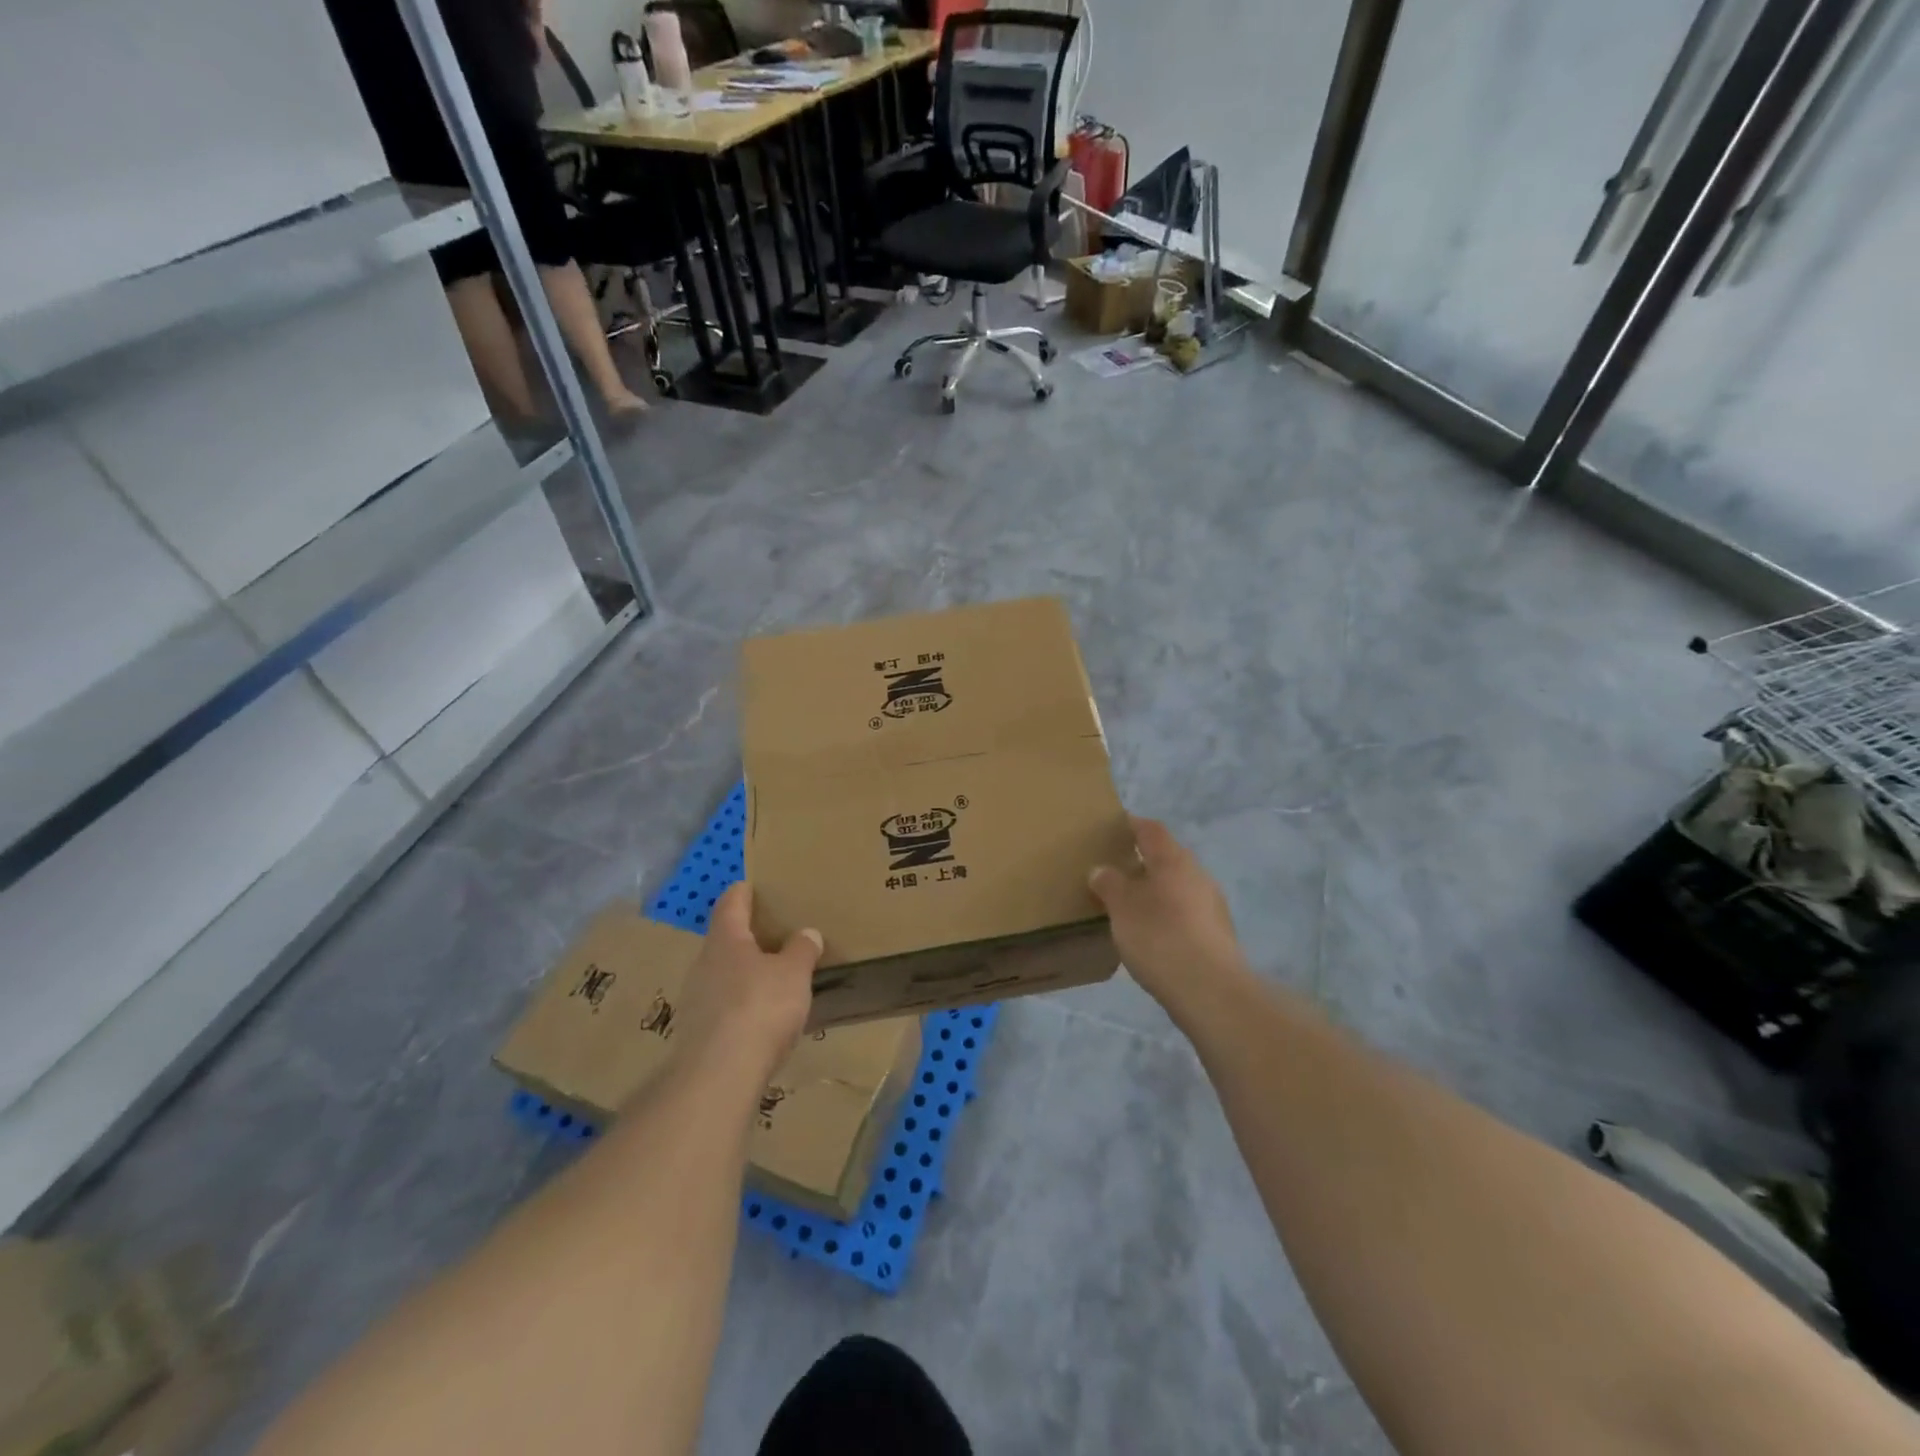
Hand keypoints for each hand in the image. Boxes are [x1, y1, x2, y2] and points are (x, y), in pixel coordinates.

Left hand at [674, 884, 821, 1082]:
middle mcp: (703, 963)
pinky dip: (741, 1005)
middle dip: (750, 937)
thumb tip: (807, 933)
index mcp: (726, 939)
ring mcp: (695, 999)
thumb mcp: (794, 973)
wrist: (718, 1076)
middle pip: (726, 939)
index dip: (745, 891)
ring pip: (723, 974)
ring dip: (746, 973)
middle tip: (778, 936)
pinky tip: (762, 1018)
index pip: (731, 902)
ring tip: (775, 979)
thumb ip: (802, 949)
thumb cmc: (760, 1008)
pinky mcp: (696, 1033)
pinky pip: (723, 1006)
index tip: (757, 885)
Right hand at [1089, 816, 1250, 1024]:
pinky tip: (1150, 934)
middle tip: (1113, 871)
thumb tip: (1102, 869)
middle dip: (1141, 862)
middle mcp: (1198, 875)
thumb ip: (1109, 884)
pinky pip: (1185, 913)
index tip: (1112, 827)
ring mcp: (1212, 906)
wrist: (1210, 991)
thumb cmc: (1160, 937)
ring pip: (1176, 887)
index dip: (1131, 824)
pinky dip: (1166, 915)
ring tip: (1127, 905)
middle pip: (1166, 858)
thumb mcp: (1122, 908)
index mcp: (1174, 860)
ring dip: (1154, 891)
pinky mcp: (1217, 935)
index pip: (1151, 830)